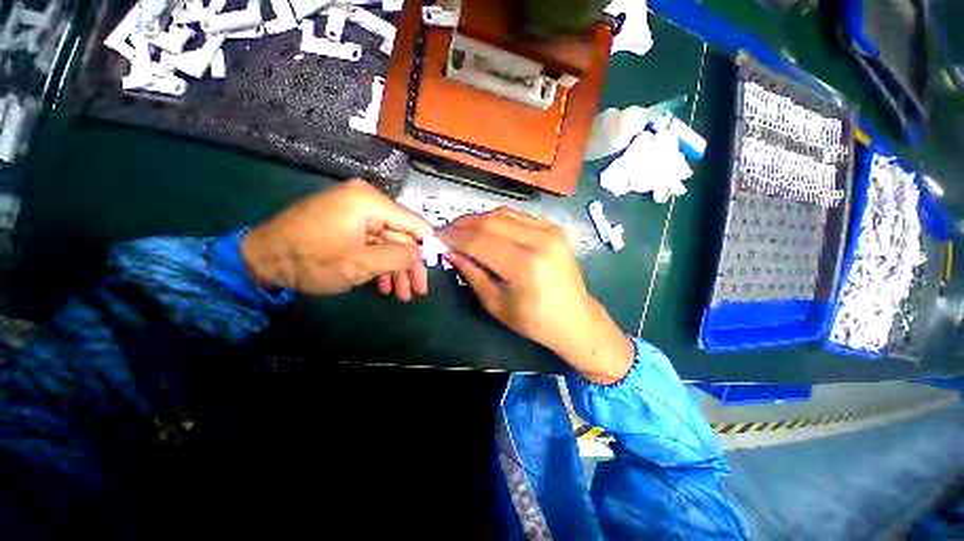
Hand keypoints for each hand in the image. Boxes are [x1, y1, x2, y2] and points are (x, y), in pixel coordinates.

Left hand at [241, 180, 433, 299]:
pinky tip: (383, 284)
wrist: (260, 260)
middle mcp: (366, 201)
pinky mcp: (346, 223)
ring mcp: (355, 212)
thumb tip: (422, 255)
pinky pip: (372, 243)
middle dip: (409, 266)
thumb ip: (398, 257)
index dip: (427, 247)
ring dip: (395, 269)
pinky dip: (379, 263)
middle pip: (401, 235)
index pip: (414, 223)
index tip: (434, 270)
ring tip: (400, 294)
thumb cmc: (311, 259)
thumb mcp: (360, 263)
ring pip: (388, 242)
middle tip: (417, 291)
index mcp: (370, 201)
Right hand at [439, 208, 633, 384]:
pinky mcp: (556, 229)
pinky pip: (520, 216)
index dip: (455, 238)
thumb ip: (472, 274)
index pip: (480, 242)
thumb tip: (450, 252)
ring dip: (479, 219)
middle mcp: (540, 242)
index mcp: (525, 267)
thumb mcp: (496, 304)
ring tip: (464, 229)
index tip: (437, 237)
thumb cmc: (534, 322)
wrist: (576, 319)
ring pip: (504, 213)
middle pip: (491, 221)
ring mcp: (551, 232)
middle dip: (464, 224)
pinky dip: (499, 219)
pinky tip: (488, 229)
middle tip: (447, 230)